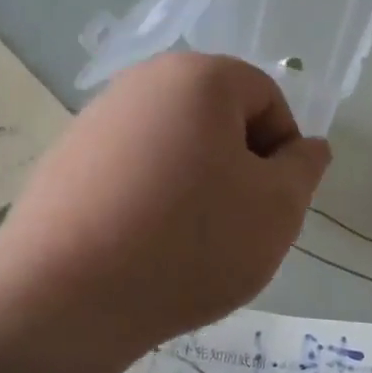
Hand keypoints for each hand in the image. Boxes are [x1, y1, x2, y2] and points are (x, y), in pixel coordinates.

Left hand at [0, 52, 330, 358]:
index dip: (282, 151)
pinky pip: (131, 170)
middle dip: (238, 167)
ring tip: (187, 243)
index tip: (272, 204)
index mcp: (198, 76)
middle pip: (217, 118)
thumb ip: (304, 169)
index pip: (266, 97)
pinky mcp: (65, 159)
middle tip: (236, 225)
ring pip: (174, 146)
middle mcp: (142, 81)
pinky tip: (142, 246)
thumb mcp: (276, 209)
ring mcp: (96, 119)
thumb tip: (308, 147)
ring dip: (195, 185)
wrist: (63, 296)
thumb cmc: (190, 242)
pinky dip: (150, 198)